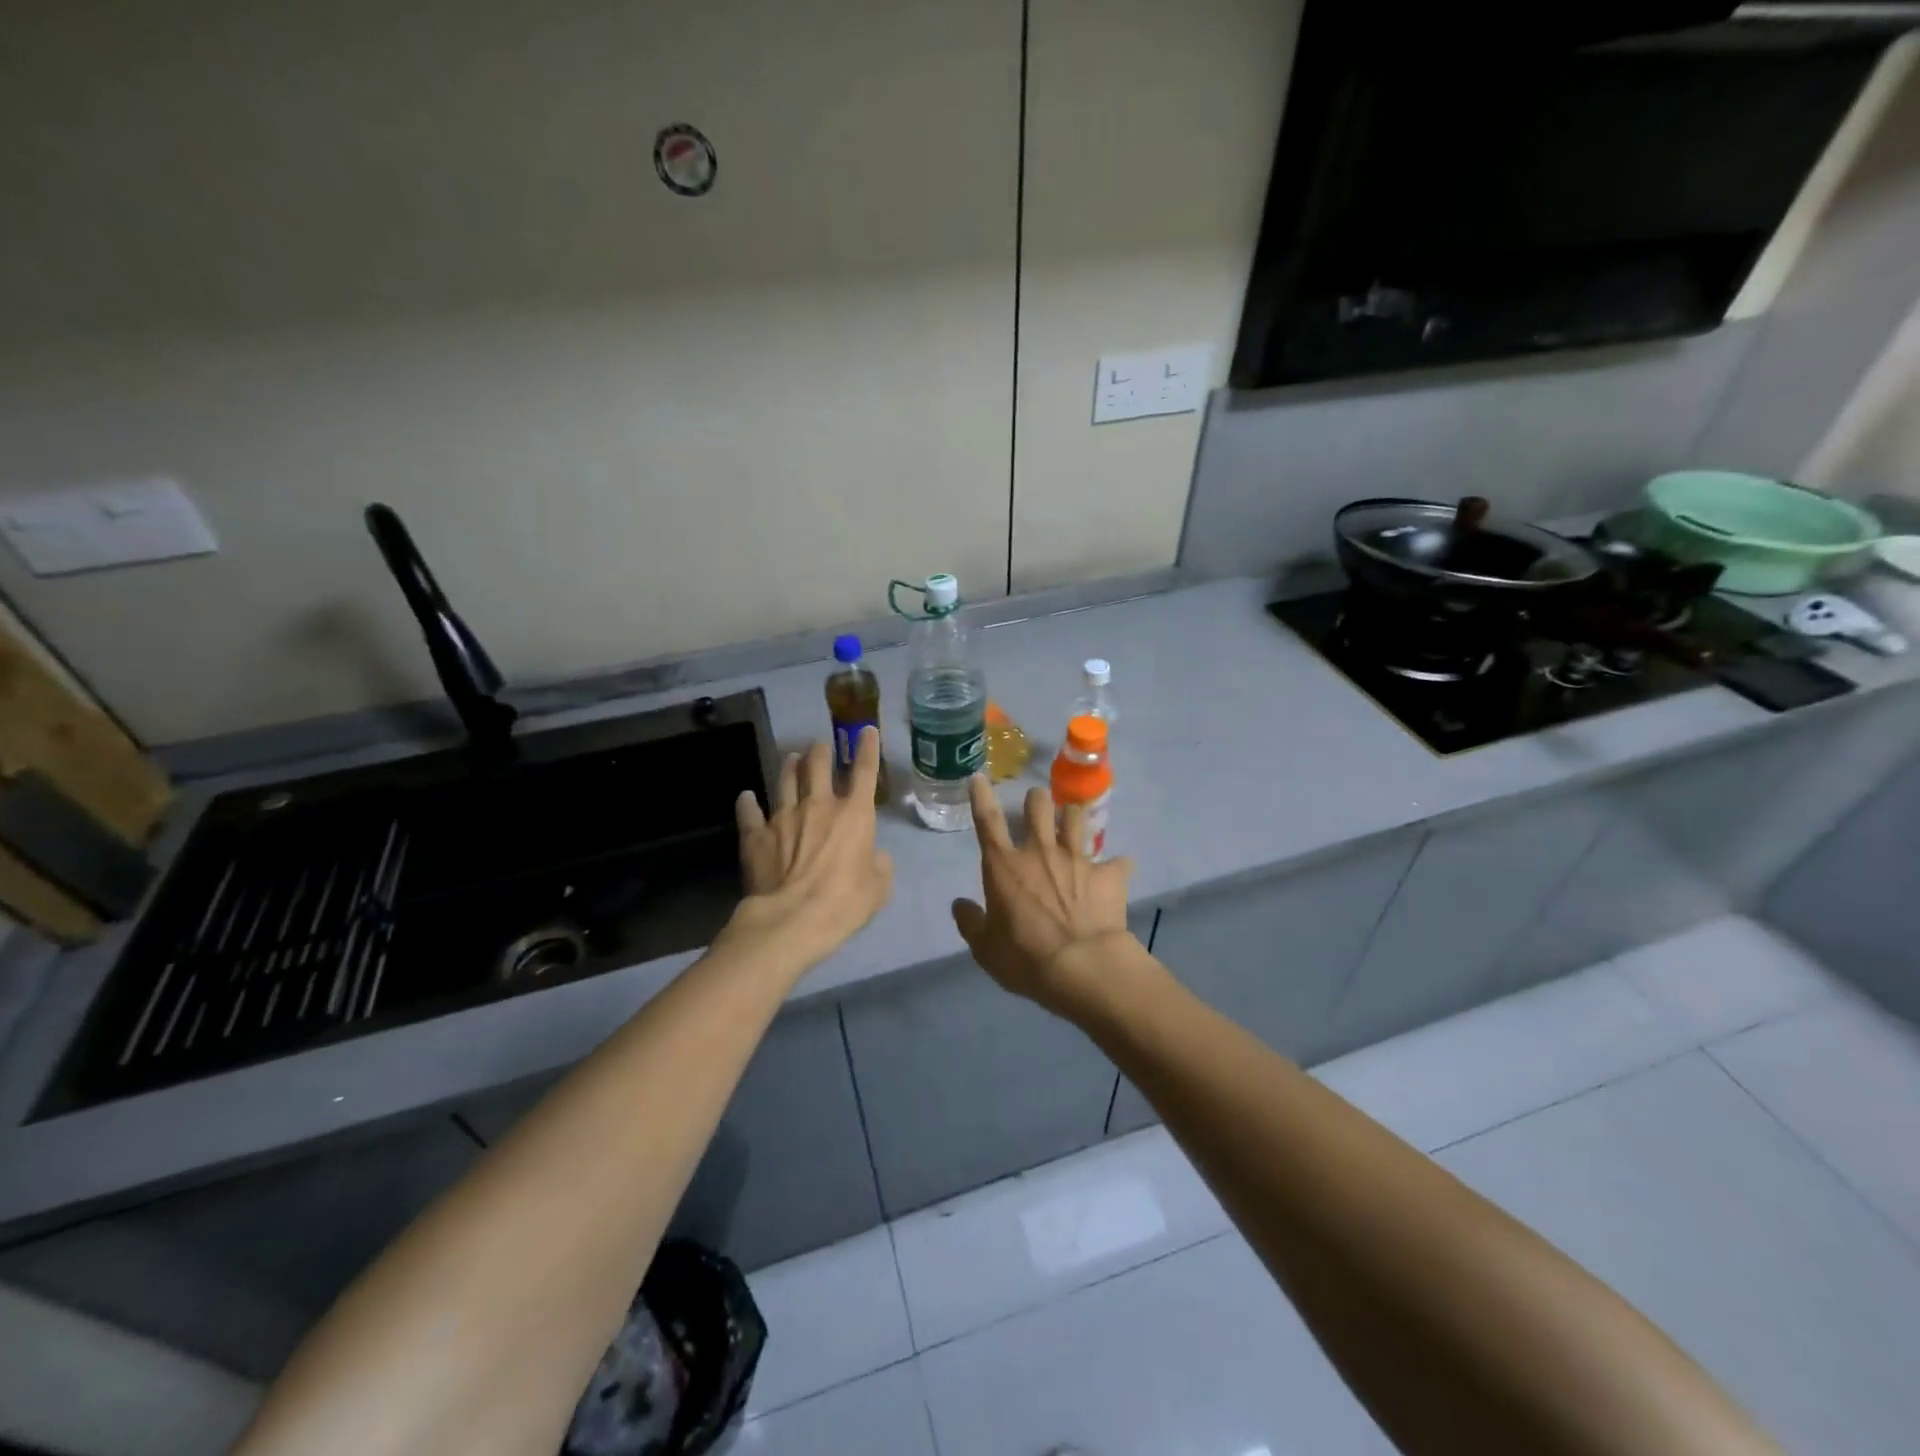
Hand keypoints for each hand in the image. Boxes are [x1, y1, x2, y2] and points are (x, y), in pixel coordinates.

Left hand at [729, 730, 893, 968]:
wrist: (792, 919)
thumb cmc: (844, 902)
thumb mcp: (879, 888)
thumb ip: (880, 865)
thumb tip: (874, 855)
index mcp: (854, 814)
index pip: (865, 771)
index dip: (868, 748)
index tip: (867, 731)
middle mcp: (819, 805)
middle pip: (818, 766)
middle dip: (820, 751)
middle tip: (820, 746)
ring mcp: (783, 817)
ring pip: (785, 780)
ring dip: (789, 766)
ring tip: (790, 757)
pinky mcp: (756, 835)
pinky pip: (749, 812)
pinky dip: (747, 803)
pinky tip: (745, 796)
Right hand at [951, 774, 1136, 1017]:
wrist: (1083, 968)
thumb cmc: (1025, 959)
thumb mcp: (985, 949)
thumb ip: (971, 923)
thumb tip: (960, 905)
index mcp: (1004, 866)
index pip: (988, 821)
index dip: (981, 796)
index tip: (980, 778)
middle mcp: (1040, 852)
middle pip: (1039, 806)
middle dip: (1037, 799)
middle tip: (1038, 805)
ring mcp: (1077, 859)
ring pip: (1077, 818)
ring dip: (1073, 817)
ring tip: (1073, 822)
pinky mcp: (1108, 875)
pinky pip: (1118, 862)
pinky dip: (1116, 867)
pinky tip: (1117, 871)